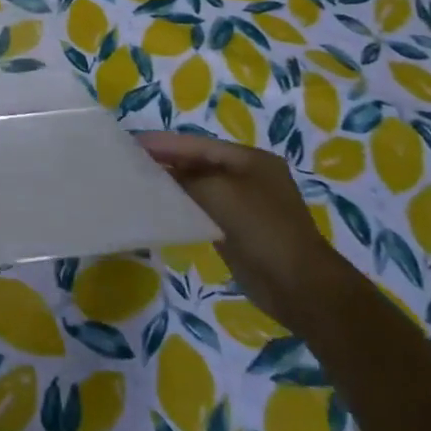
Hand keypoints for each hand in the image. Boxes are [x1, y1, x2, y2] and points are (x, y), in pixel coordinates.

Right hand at [138, 132, 356, 330]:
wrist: (301, 288)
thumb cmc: (262, 229)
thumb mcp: (219, 193)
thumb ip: (185, 177)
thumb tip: (159, 173)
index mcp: (250, 159)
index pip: (197, 144)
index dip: (164, 143)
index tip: (131, 142)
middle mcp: (248, 177)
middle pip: (198, 162)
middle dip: (166, 161)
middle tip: (129, 161)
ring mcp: (245, 205)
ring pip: (200, 187)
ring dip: (173, 184)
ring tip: (138, 182)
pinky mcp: (239, 231)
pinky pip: (204, 210)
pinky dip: (183, 206)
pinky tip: (161, 208)